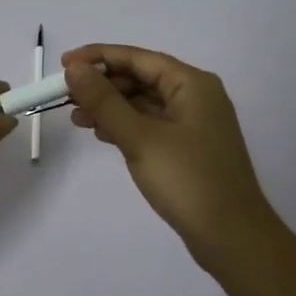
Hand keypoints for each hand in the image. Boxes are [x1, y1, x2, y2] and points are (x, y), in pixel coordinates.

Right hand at [63, 45, 283, 270]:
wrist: (232, 238)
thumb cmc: (188, 180)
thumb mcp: (140, 138)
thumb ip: (105, 101)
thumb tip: (74, 68)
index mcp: (192, 84)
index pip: (138, 58)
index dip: (99, 57)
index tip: (63, 64)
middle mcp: (196, 96)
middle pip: (141, 78)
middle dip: (103, 84)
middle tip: (65, 96)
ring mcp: (194, 124)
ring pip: (144, 103)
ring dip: (110, 106)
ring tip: (76, 118)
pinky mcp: (188, 149)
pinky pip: (150, 124)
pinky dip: (125, 125)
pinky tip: (101, 134)